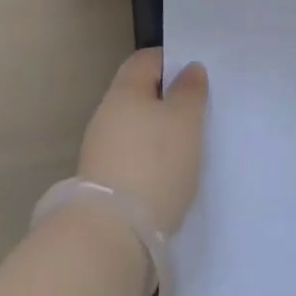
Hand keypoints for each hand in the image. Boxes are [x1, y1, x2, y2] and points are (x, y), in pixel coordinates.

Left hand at [77, 49, 208, 235]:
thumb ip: (190, 91)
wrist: (112, 236)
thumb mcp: (185, 121)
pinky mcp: (101, 184)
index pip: (146, 59)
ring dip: (157, 133)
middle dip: (166, 100)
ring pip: (134, 127)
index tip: (195, 76)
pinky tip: (166, 176)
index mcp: (124, 89)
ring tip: (186, 149)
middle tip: (196, 113)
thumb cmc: (155, 164)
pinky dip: (148, 160)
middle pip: (139, 94)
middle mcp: (106, 113)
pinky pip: (130, 157)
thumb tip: (189, 68)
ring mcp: (99, 150)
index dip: (171, 61)